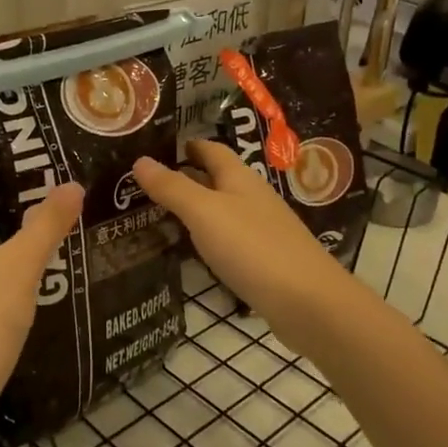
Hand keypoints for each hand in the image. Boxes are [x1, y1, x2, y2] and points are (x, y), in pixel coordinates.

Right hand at [134, 141, 351, 334]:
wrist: (307, 302)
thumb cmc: (253, 247)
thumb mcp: (204, 212)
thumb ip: (172, 188)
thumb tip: (140, 160)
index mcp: (239, 178)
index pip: (211, 149)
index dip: (186, 144)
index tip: (154, 145)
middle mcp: (251, 197)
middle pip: (215, 179)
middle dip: (184, 177)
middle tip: (143, 183)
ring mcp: (260, 230)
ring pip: (221, 210)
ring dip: (193, 209)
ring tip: (155, 214)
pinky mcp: (263, 260)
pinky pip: (227, 240)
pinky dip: (206, 238)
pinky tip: (189, 250)